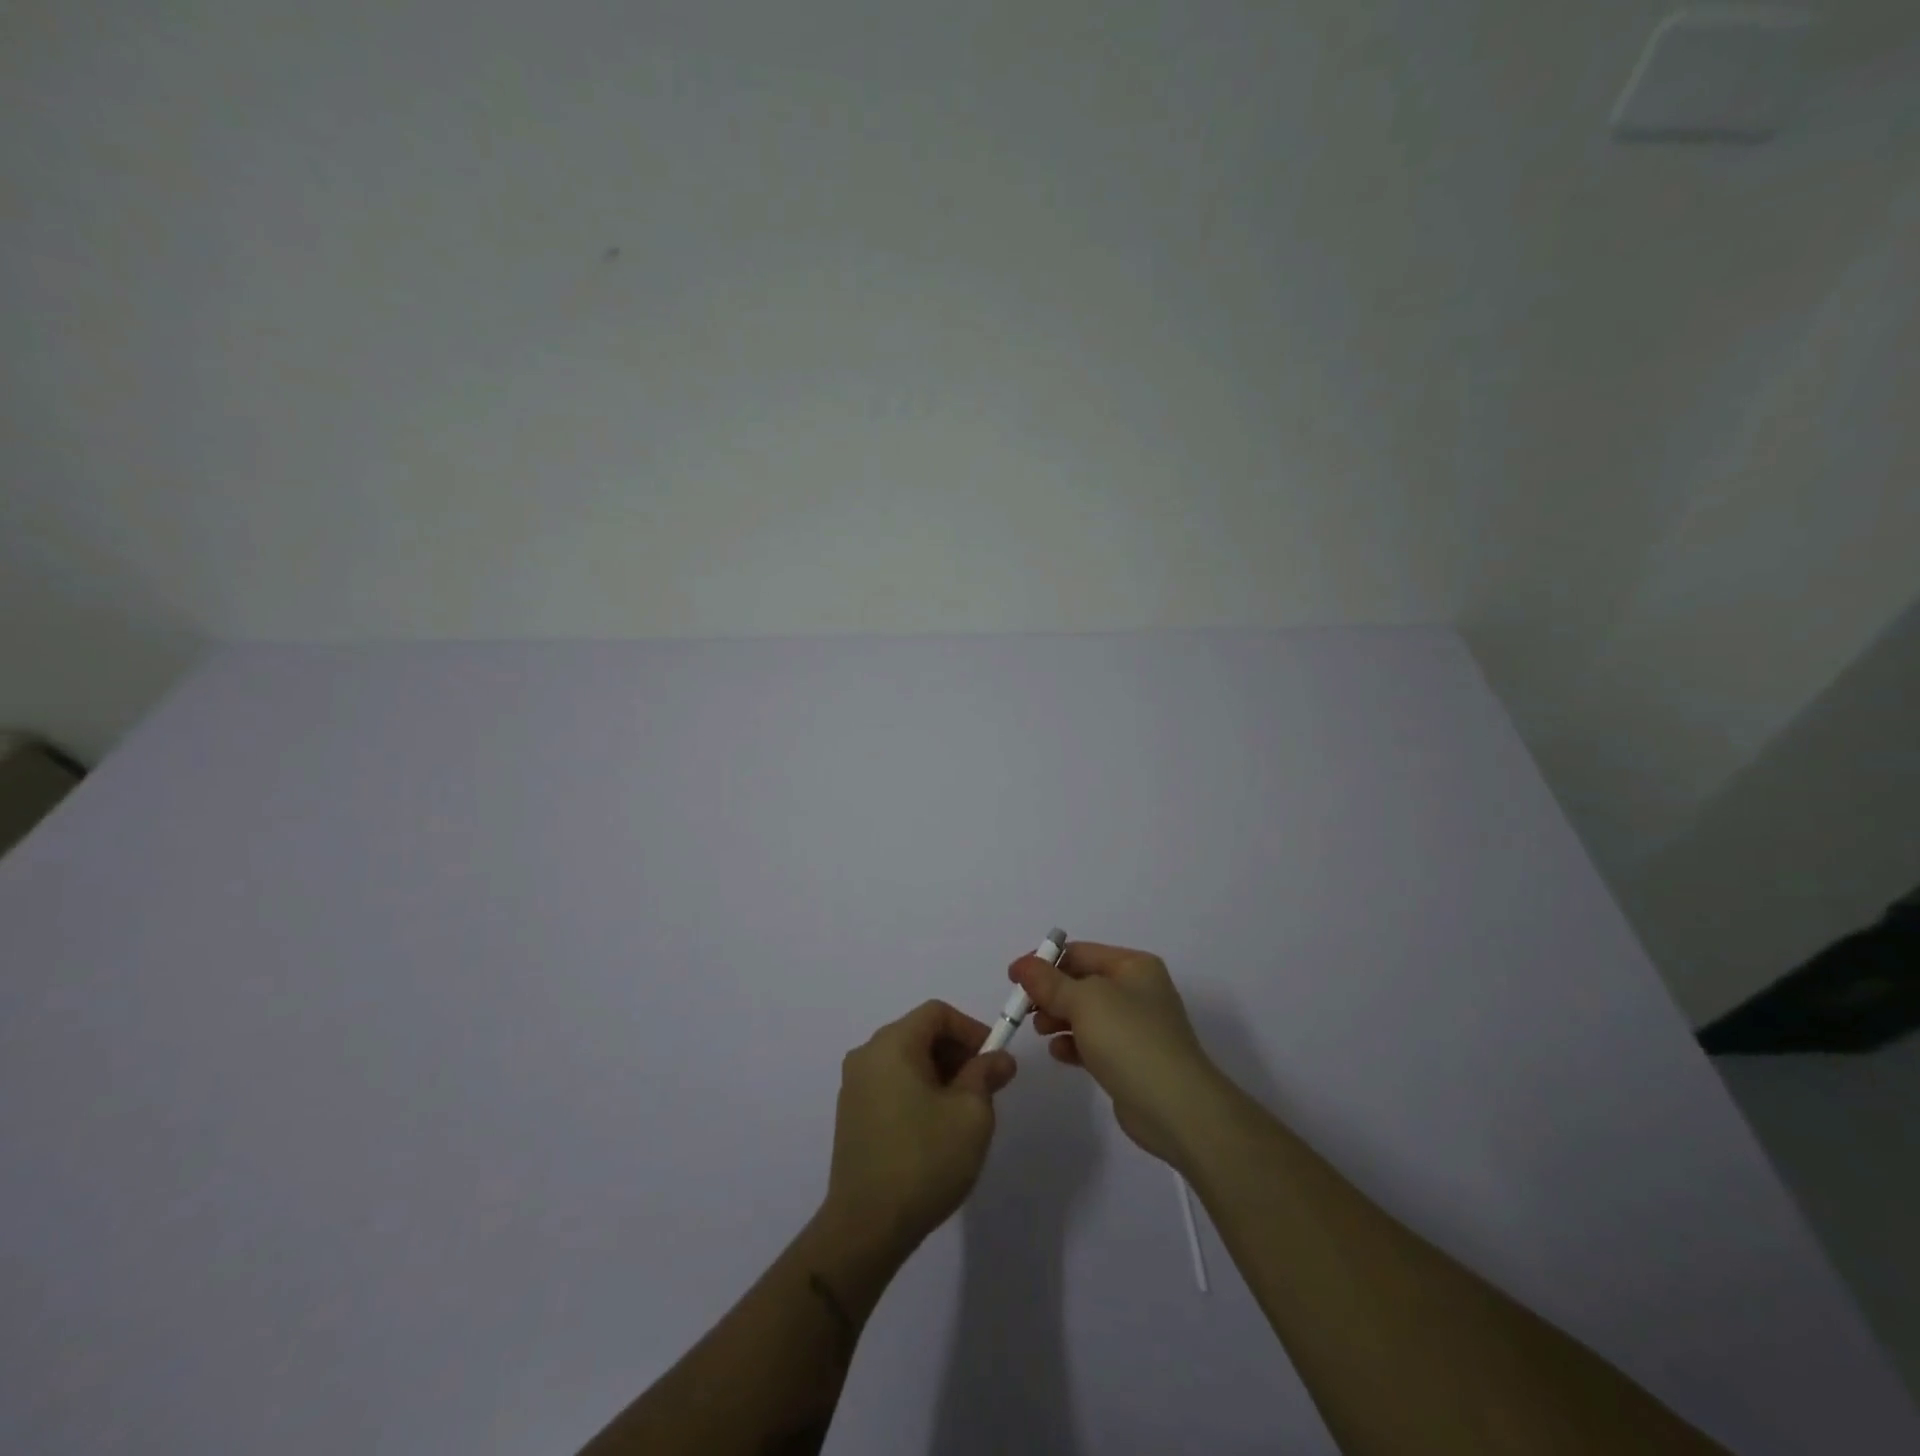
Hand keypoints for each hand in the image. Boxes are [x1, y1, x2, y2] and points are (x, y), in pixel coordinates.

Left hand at [822, 1001, 1017, 1259]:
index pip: (937, 1013)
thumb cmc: (924, 1160)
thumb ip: (986, 1075)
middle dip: (957, 1053)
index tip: (994, 1060)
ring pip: (906, 1060)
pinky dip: (917, 1091)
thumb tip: (999, 1059)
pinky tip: (934, 1129)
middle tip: (984, 1087)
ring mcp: (854, 1086)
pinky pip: (891, 1084)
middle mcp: (867, 1055)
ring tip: (963, 1112)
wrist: (865, 1227)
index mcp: (892, 1044)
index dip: (971, 1029)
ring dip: (939, 1074)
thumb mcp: (971, 1114)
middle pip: (919, 1033)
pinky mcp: (851, 1115)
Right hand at [1012, 942, 1225, 1166]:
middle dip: (1050, 993)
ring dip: (1058, 1018)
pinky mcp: (1131, 1060)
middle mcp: (1137, 991)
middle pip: (1081, 982)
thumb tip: (1023, 966)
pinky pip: (1093, 1042)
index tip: (1014, 979)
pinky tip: (1059, 1054)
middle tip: (1024, 1010)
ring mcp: (1136, 1027)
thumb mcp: (1085, 1001)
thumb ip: (1049, 982)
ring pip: (1085, 1014)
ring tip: (1041, 1032)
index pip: (1080, 953)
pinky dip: (1073, 1044)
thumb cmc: (1130, 1040)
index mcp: (1134, 966)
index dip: (1045, 962)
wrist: (1176, 1108)